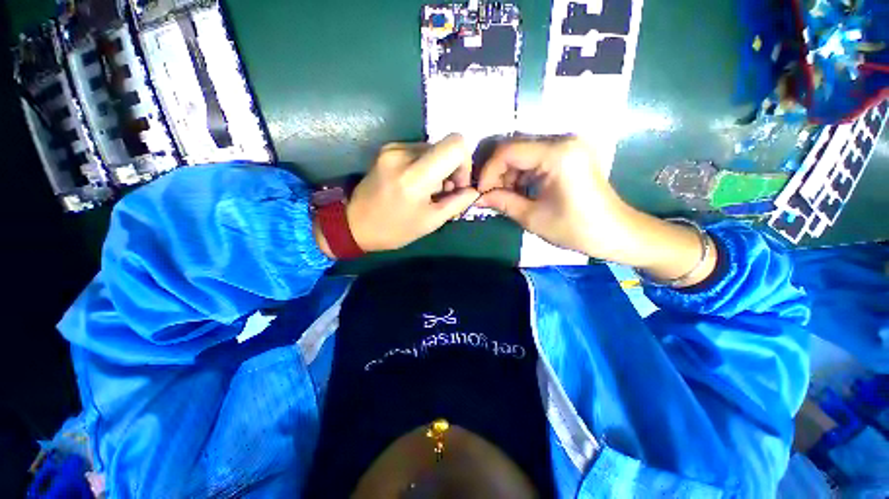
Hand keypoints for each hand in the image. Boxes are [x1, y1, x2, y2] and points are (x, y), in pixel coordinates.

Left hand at [343, 134, 479, 252]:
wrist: (355, 224)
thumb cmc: (395, 229)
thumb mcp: (431, 221)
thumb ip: (457, 202)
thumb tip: (473, 190)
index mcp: (415, 175)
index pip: (455, 144)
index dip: (465, 162)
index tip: (458, 184)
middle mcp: (403, 153)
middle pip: (445, 146)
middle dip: (451, 169)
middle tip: (443, 192)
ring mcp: (393, 148)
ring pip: (432, 149)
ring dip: (438, 168)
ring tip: (428, 191)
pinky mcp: (388, 149)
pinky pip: (418, 151)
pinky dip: (425, 166)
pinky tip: (417, 184)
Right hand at [476, 136, 634, 260]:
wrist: (616, 232)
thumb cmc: (576, 229)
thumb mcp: (533, 218)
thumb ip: (502, 202)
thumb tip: (477, 198)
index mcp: (557, 154)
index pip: (508, 151)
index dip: (488, 172)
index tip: (481, 193)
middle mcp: (563, 140)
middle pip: (514, 147)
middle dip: (497, 173)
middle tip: (489, 196)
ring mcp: (568, 145)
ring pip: (523, 152)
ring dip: (508, 174)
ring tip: (503, 197)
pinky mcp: (569, 153)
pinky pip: (535, 157)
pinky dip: (522, 174)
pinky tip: (518, 191)